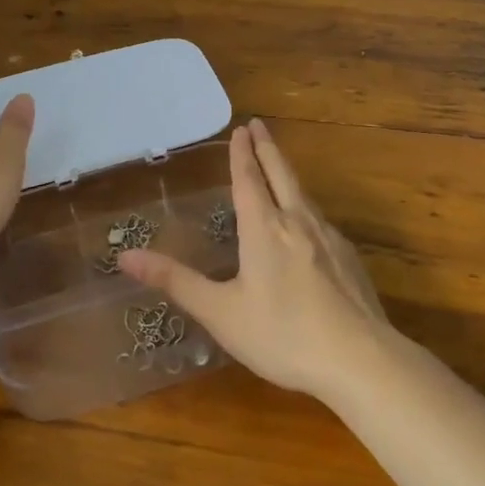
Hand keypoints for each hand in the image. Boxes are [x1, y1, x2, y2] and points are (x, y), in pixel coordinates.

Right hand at [119, 119, 389, 400]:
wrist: (360, 359)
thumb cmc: (282, 335)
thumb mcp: (221, 312)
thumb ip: (176, 282)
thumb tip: (125, 256)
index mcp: (264, 229)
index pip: (249, 179)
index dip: (242, 153)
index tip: (241, 128)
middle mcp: (297, 222)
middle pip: (281, 174)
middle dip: (267, 149)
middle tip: (260, 125)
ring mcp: (329, 239)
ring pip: (304, 194)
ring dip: (287, 173)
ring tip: (279, 167)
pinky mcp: (349, 259)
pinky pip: (321, 219)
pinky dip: (306, 205)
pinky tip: (308, 222)